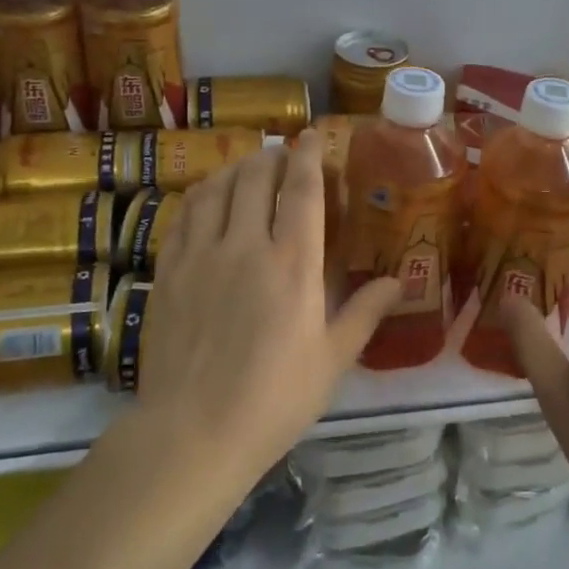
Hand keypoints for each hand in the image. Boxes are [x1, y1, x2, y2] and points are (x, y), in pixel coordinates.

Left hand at [138, 139, 402, 488]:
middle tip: (283, 154)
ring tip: (248, 166)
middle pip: (255, 177)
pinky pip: (184, 215)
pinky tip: (208, 197)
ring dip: (236, 168)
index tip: (312, 135)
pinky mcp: (168, 271)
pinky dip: (201, 194)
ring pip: (217, 188)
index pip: (301, 189)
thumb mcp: (331, 360)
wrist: (192, 433)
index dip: (308, 155)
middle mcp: (245, 245)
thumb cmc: (273, 399)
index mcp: (293, 264)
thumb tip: (400, 282)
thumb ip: (365, 313)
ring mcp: (200, 255)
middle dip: (272, 156)